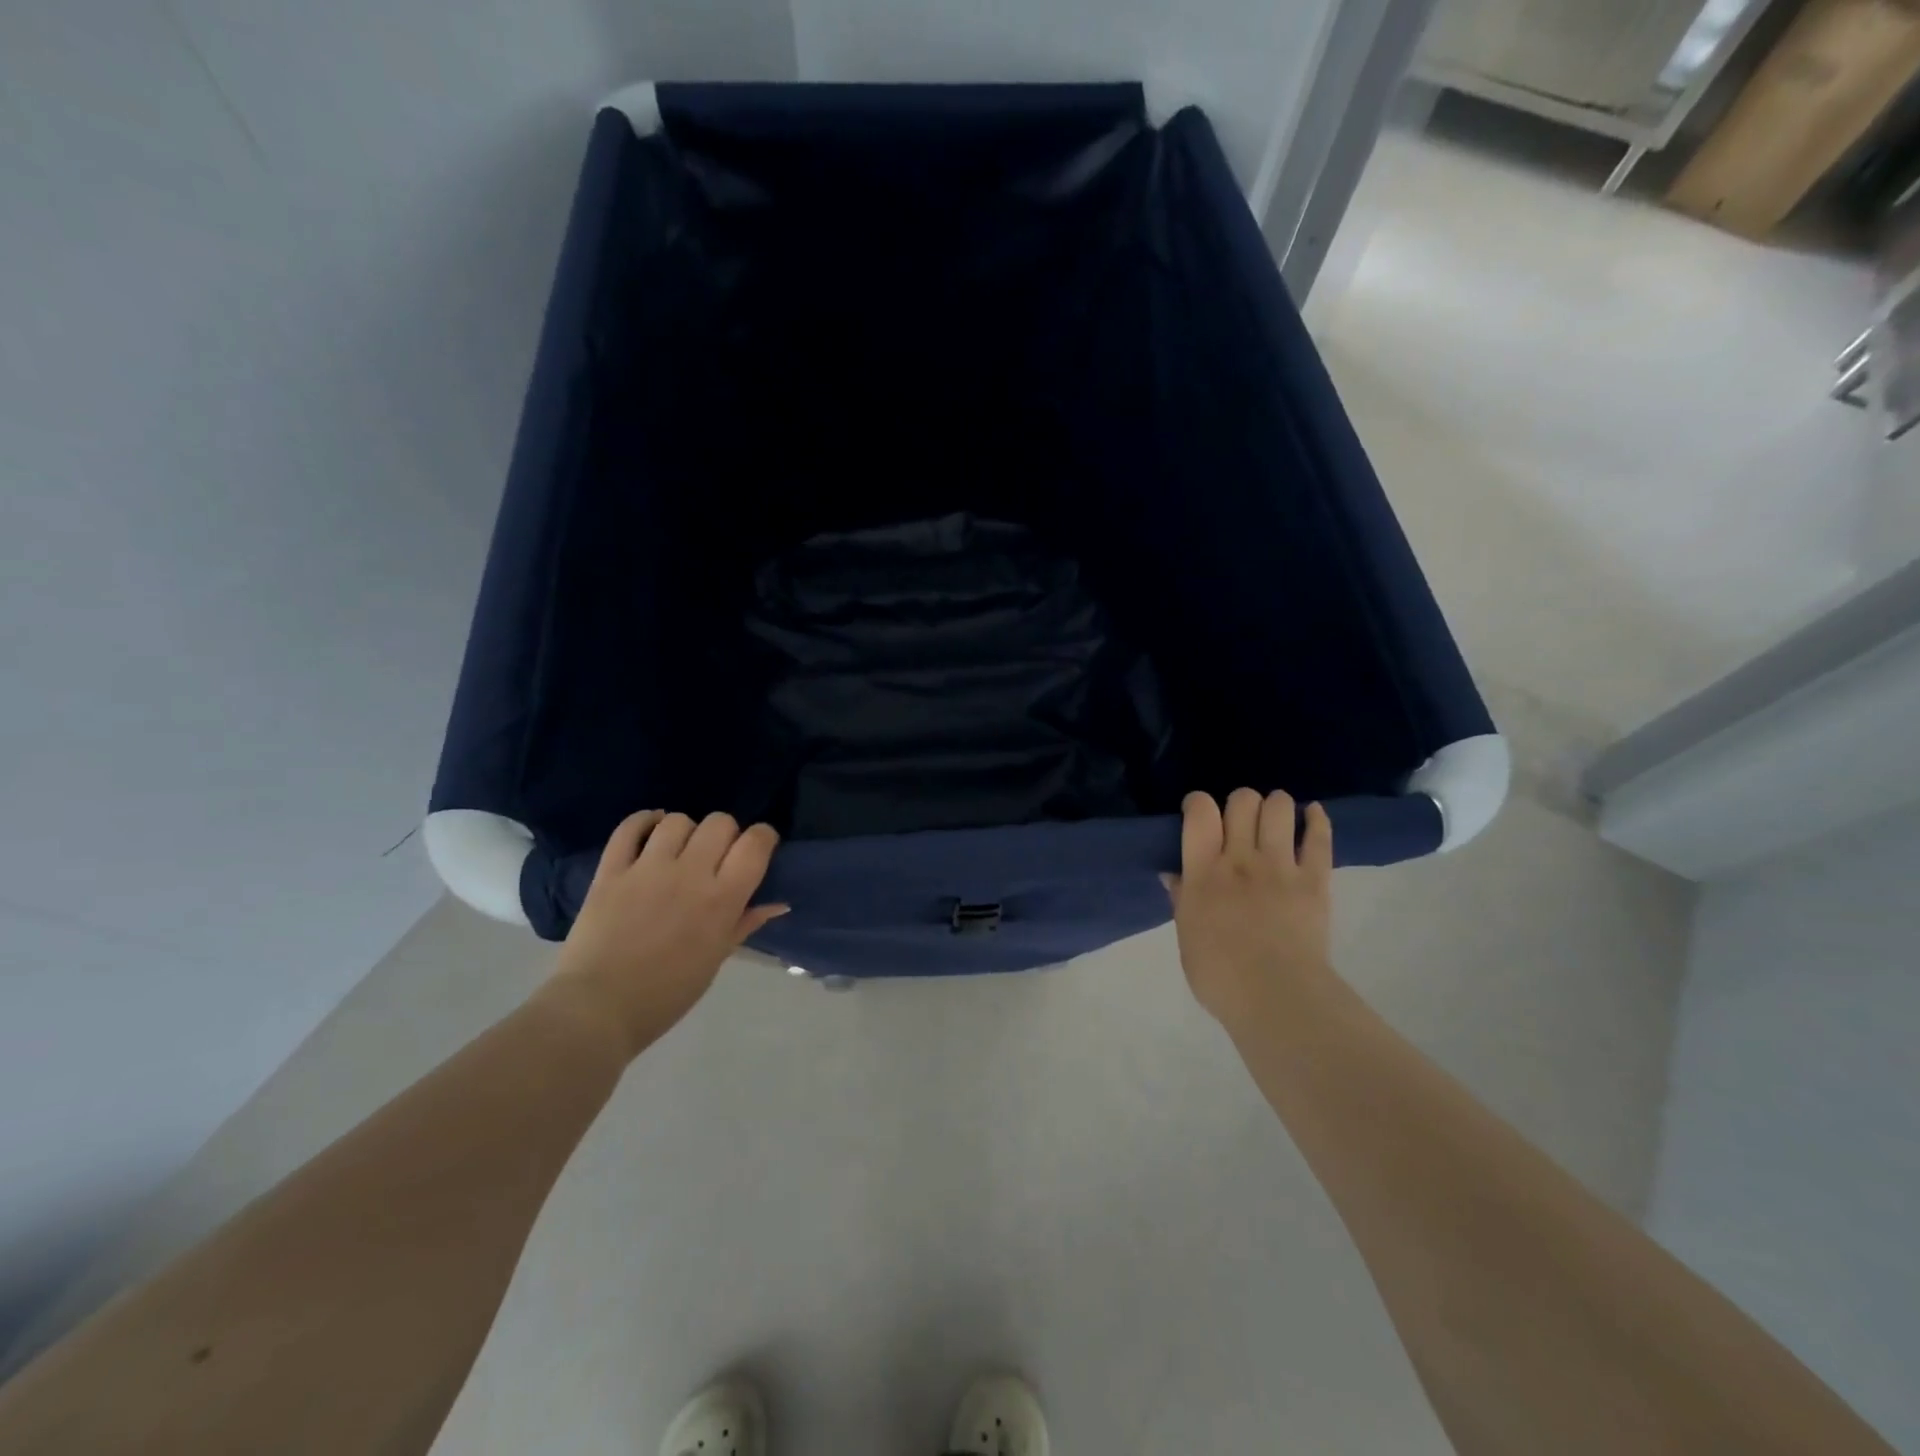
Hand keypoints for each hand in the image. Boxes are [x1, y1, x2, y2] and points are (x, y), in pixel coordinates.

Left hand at [545, 810, 787, 1055]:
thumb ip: (745, 923)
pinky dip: (643, 821)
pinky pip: (629, 828)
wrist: (598, 1009)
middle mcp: (690, 873)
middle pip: (719, 823)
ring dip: (685, 831)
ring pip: (677, 821)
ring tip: (680, 850)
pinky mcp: (611, 870)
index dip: (763, 837)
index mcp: (722, 899)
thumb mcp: (716, 959)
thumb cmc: (667, 994)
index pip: (755, 843)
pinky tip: (650, 829)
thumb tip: (778, 904)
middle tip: (717, 856)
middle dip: (726, 834)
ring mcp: (647, 868)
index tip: (759, 849)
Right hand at [1165, 790, 1333, 1029]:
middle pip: (1242, 801)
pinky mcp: (1315, 880)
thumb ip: (1182, 900)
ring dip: (1275, 805)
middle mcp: (1240, 859)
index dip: (1198, 802)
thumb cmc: (1220, 976)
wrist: (1277, 999)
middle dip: (1240, 802)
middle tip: (1240, 821)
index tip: (1199, 812)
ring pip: (1279, 808)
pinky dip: (1317, 819)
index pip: (1200, 813)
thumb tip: (1174, 875)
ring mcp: (1280, 867)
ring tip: (1274, 818)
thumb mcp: (1187, 936)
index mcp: (1202, 873)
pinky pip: (1319, 838)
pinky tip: (1312, 814)